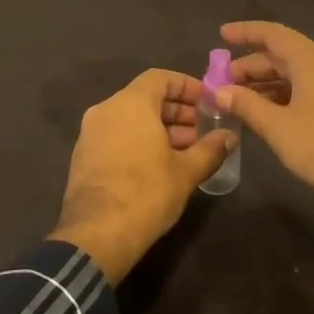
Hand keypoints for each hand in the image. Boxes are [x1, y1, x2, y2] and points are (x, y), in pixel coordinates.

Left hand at [50, 69, 236, 281]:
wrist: (96, 236)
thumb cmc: (146, 193)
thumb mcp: (186, 172)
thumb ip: (210, 149)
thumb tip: (230, 137)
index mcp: (130, 103)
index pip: (160, 77)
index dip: (187, 86)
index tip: (207, 102)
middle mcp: (106, 110)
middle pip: (145, 97)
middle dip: (176, 111)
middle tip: (202, 130)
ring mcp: (90, 133)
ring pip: (130, 118)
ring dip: (159, 128)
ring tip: (186, 151)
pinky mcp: (83, 156)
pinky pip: (116, 135)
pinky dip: (138, 141)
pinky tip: (159, 165)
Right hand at [216, 21, 313, 218]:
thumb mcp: (278, 127)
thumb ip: (246, 105)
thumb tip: (217, 90)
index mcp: (310, 61)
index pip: (273, 35)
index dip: (246, 32)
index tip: (222, 35)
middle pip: (282, 55)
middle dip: (250, 65)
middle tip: (221, 81)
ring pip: (293, 74)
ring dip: (265, 82)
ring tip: (237, 98)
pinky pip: (304, 90)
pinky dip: (281, 95)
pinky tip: (266, 112)